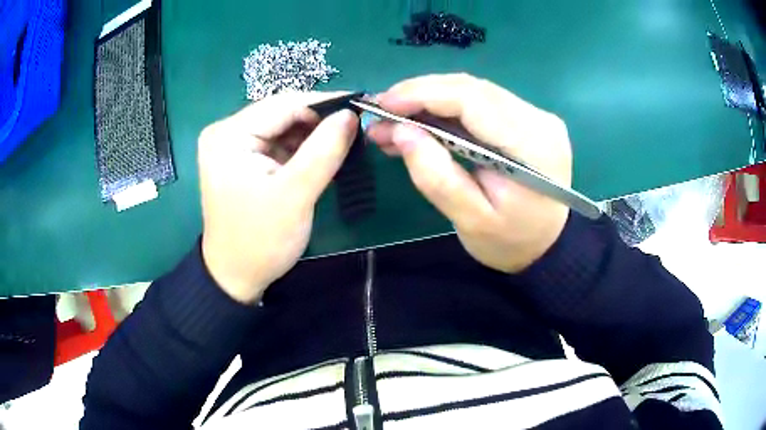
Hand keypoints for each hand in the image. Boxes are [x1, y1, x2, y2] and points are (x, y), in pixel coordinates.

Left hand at [198, 92, 357, 302]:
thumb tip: (351, 115)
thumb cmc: (260, 241)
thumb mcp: (295, 195)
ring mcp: (232, 145)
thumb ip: (324, 151)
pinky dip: (301, 148)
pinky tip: (321, 156)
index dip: (325, 103)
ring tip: (343, 143)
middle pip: (282, 114)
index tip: (361, 107)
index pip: (284, 104)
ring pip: (282, 127)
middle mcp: (226, 132)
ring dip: (312, 135)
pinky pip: (277, 143)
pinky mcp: (241, 158)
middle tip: (356, 129)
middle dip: (319, 121)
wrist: (236, 276)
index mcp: (229, 135)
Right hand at [367, 74, 570, 272]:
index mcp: (533, 145)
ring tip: (394, 121)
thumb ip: (437, 177)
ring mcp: (536, 115)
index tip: (383, 105)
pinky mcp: (527, 118)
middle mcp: (539, 119)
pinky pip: (480, 102)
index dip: (423, 94)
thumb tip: (401, 131)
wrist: (546, 244)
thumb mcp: (471, 221)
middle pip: (471, 88)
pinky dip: (446, 108)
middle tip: (381, 114)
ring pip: (473, 91)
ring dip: (430, 100)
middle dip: (420, 95)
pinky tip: (421, 122)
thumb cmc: (511, 241)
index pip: (473, 99)